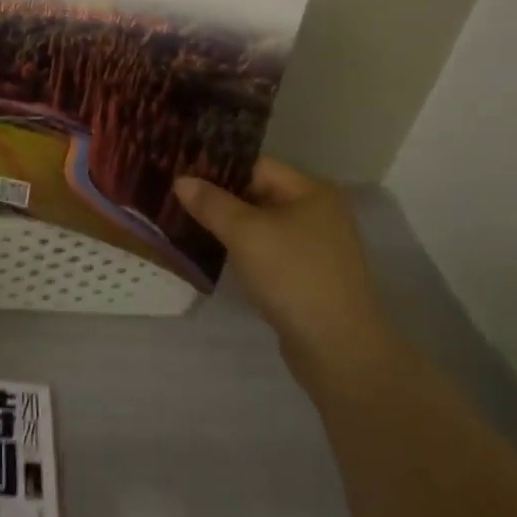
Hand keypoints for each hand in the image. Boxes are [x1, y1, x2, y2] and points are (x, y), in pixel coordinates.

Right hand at [175, 158, 395, 379]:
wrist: (338, 350)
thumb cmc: (292, 276)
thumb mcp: (244, 233)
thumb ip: (211, 203)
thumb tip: (181, 180)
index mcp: (310, 191)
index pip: (255, 166)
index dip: (217, 168)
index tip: (180, 173)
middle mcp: (318, 212)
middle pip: (258, 193)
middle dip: (219, 198)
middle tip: (177, 199)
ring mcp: (316, 246)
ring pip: (261, 224)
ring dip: (229, 226)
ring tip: (188, 224)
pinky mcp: (309, 276)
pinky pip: (269, 250)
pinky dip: (244, 250)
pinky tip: (216, 254)